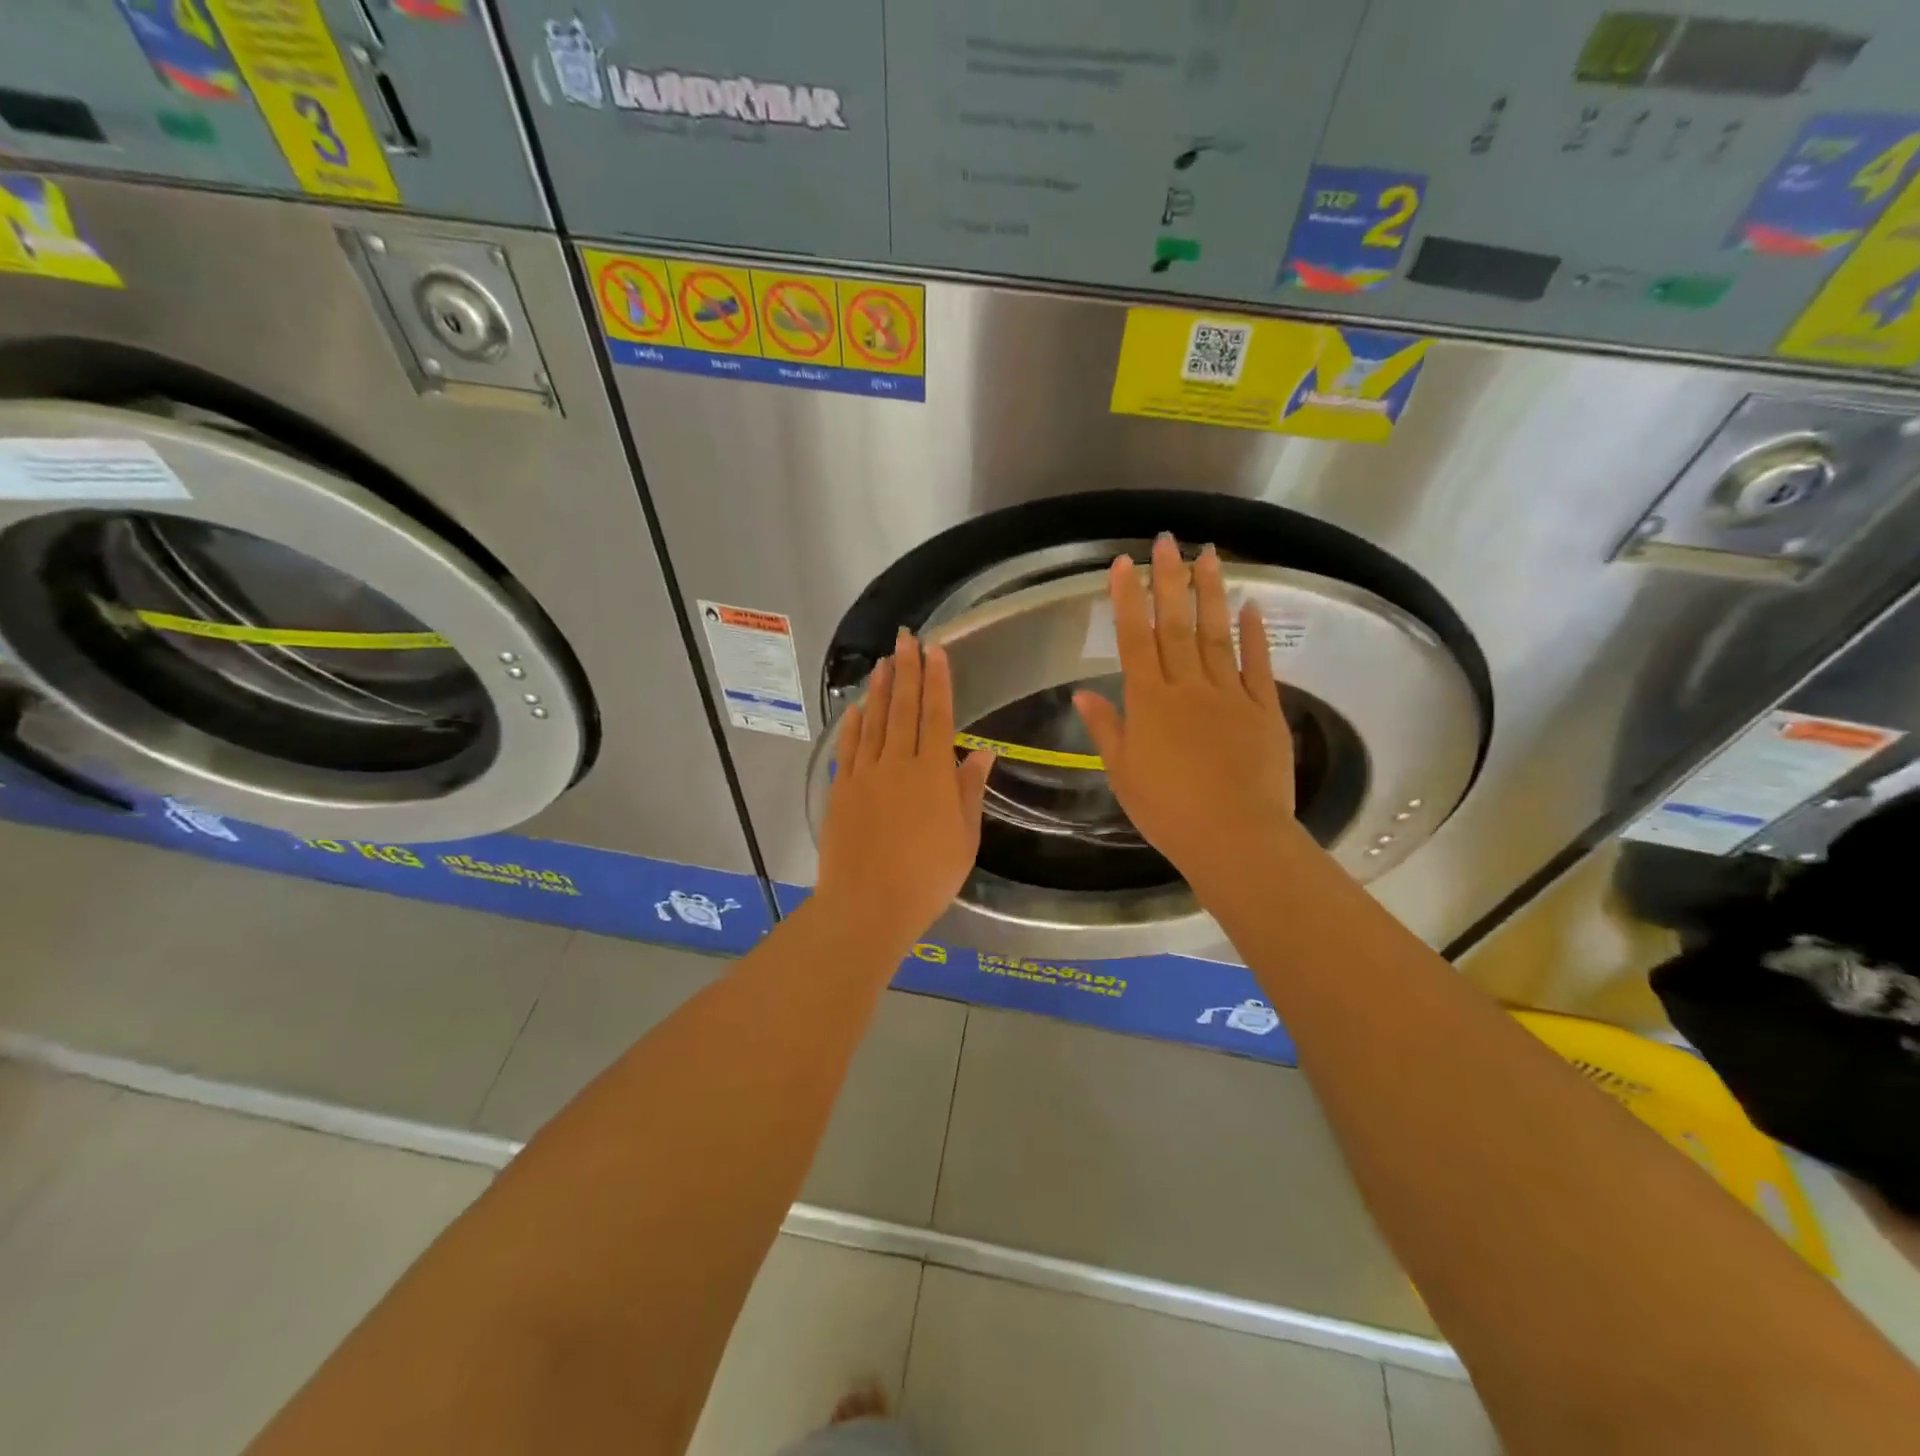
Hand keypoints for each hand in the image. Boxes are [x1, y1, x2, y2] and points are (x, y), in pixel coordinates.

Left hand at [815, 629, 995, 948]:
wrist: (867, 906)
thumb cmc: (926, 879)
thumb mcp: (963, 839)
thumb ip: (969, 791)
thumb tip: (982, 751)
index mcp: (932, 775)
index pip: (937, 715)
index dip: (937, 680)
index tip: (936, 650)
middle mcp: (897, 765)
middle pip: (902, 709)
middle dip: (906, 670)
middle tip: (905, 638)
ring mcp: (864, 775)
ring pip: (873, 722)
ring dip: (878, 690)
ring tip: (883, 662)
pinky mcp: (841, 790)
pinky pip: (847, 748)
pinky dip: (852, 725)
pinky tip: (855, 709)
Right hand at [1074, 535, 1306, 898]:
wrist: (1234, 836)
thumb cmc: (1168, 811)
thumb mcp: (1123, 773)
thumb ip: (1106, 729)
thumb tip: (1082, 694)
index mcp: (1149, 703)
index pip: (1134, 640)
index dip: (1128, 600)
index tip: (1125, 564)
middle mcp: (1188, 688)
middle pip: (1176, 626)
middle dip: (1169, 580)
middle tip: (1167, 540)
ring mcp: (1230, 695)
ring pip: (1217, 634)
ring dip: (1211, 593)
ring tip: (1209, 555)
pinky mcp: (1264, 710)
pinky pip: (1257, 665)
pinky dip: (1254, 634)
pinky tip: (1251, 606)